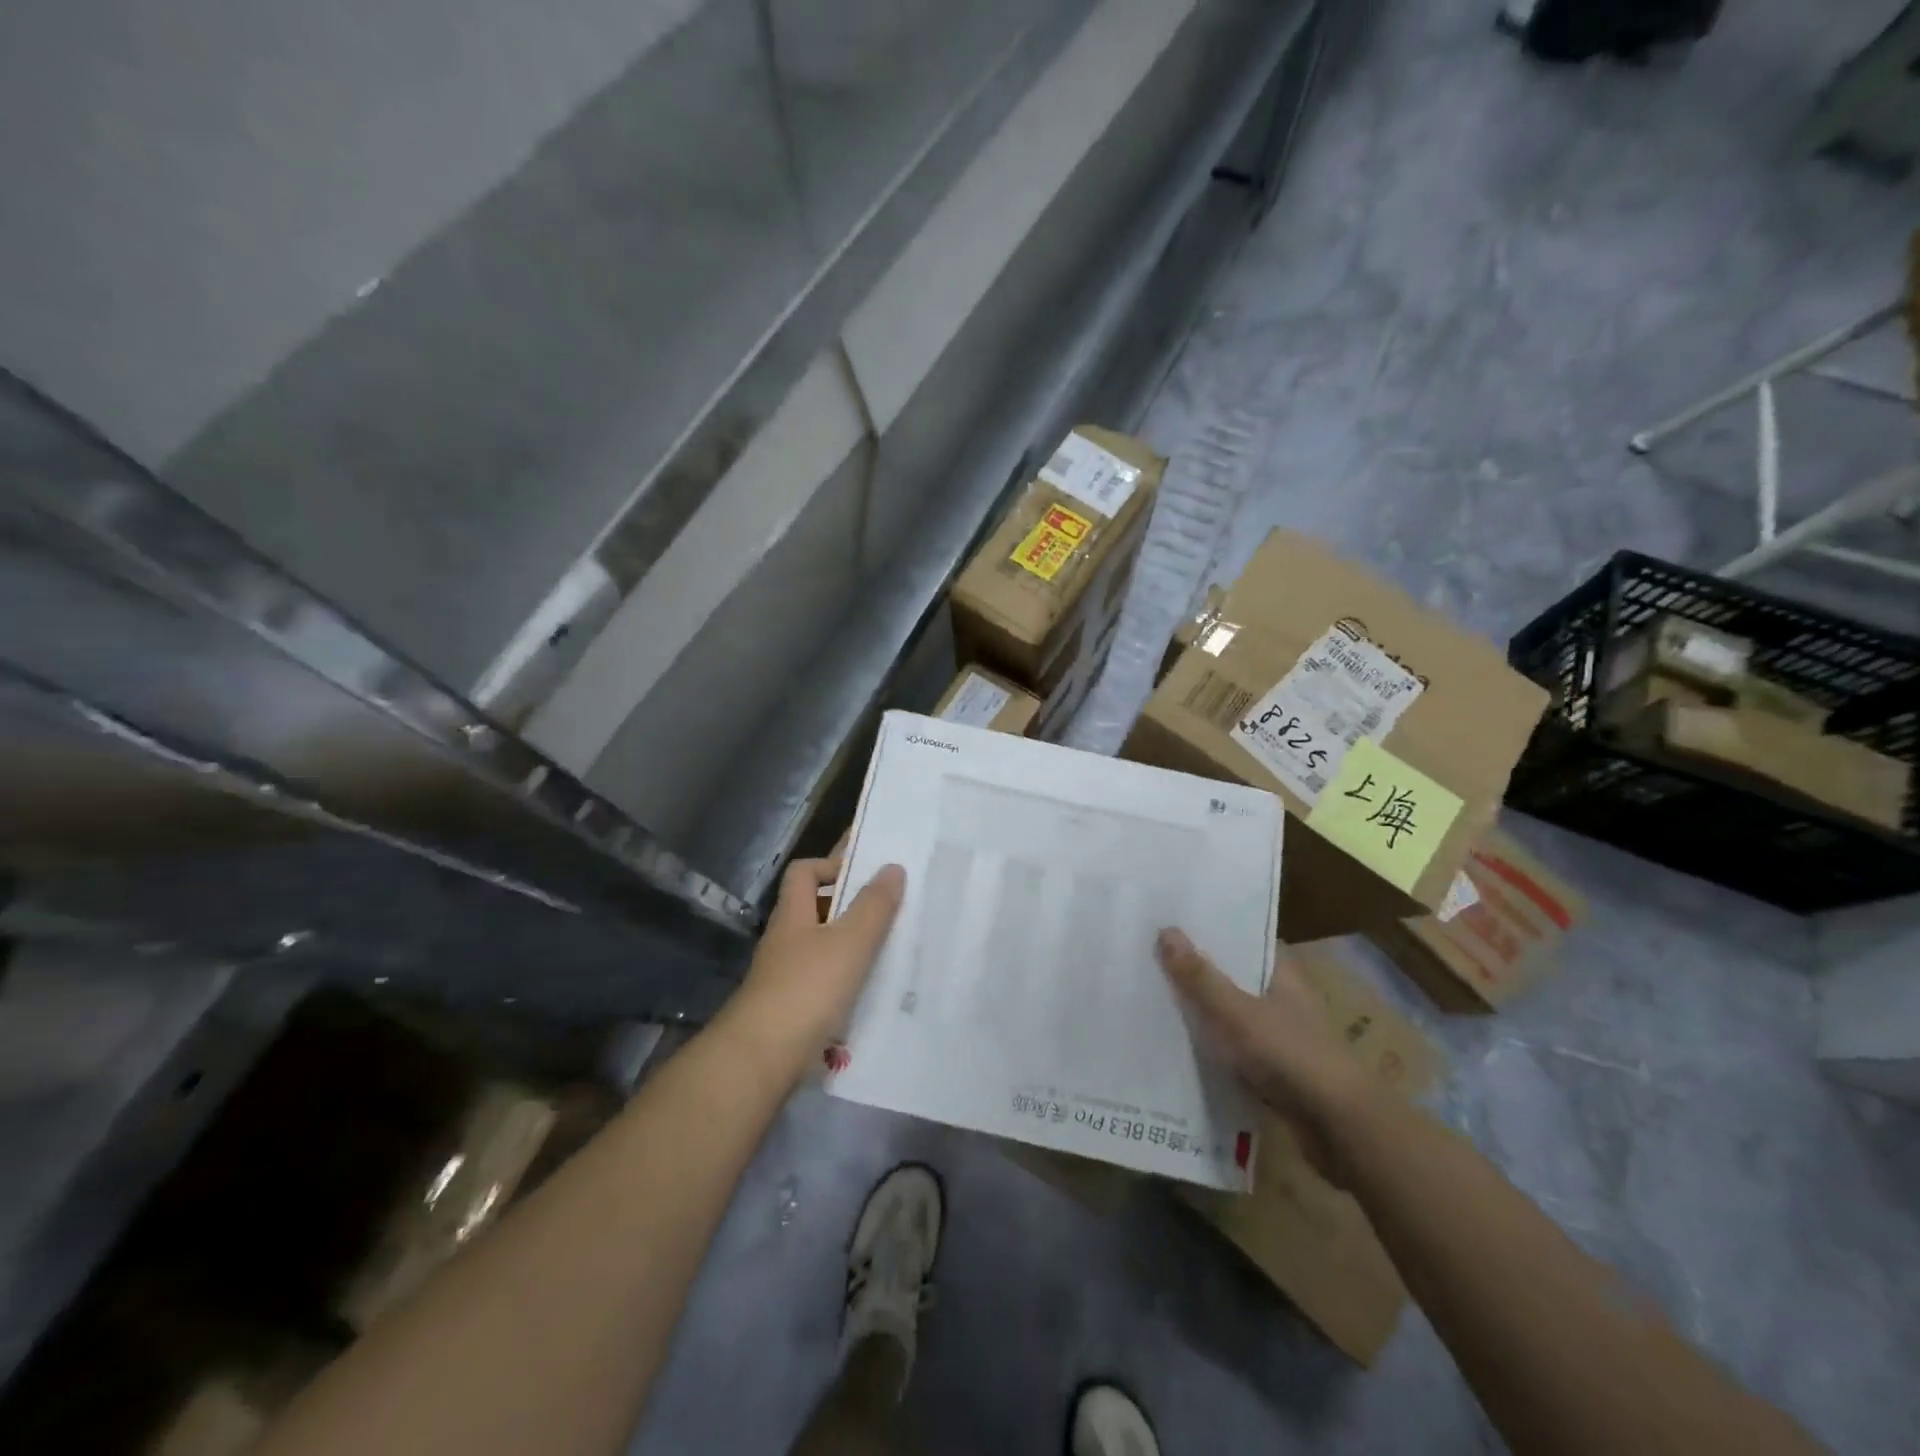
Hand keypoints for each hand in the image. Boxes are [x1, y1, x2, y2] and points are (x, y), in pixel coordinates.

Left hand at [718, 855, 906, 1085]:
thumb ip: (874, 905)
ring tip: (891, 948)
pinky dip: (847, 979)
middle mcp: (785, 940)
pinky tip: (872, 990)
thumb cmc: (808, 988)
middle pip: (814, 909)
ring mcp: (785, 976)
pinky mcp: (792, 1009)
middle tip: (889, 908)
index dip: (831, 864)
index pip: (803, 871)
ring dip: (851, 945)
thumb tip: (892, 867)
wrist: (763, 1058)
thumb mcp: (850, 941)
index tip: (865, 874)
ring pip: (822, 947)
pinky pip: (824, 981)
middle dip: (849, 906)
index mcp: (793, 914)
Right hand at [1155, 927, 1370, 1174]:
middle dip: (1197, 968)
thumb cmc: (1291, 1056)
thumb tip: (1165, 930)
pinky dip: (1210, 1046)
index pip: (1245, 937)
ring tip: (1151, 994)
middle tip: (1148, 954)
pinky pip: (1233, 1049)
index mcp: (1283, 974)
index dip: (1212, 928)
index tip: (1172, 919)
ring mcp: (1280, 1036)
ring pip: (1231, 1013)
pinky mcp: (1273, 1071)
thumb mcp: (1238, 1013)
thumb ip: (1200, 977)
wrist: (1342, 1130)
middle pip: (1234, 975)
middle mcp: (1283, 999)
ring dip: (1201, 1009)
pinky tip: (1175, 1043)